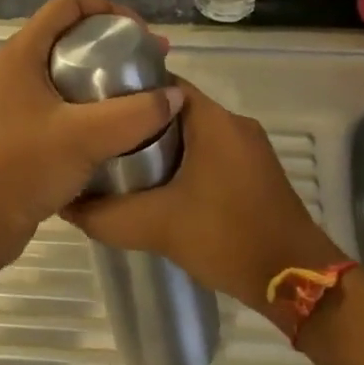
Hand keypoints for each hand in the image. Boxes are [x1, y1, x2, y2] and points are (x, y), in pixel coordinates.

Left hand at [0, 0, 183, 270]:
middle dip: (113, 42)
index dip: (108, 8)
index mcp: (23, 53)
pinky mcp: (23, 126)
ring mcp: (18, 98)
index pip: (68, 5)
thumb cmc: (23, 167)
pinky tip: (118, 124)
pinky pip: (64, 99)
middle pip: (70, 34)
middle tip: (149, 61)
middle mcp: (17, 67)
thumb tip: (175, 95)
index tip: (140, 32)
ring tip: (141, 92)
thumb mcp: (85, 137)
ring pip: (68, 69)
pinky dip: (92, 101)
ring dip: (104, 74)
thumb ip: (136, 114)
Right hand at [63, 79, 343, 314]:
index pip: (162, 84)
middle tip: (100, 140)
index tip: (94, 107)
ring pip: (193, 132)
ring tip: (119, 164)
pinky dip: (183, 160)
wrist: (297, 280)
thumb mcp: (157, 227)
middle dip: (138, 122)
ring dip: (160, 144)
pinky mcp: (254, 171)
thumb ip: (106, 216)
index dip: (126, 91)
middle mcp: (233, 123)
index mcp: (213, 120)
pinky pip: (210, 151)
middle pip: (175, 108)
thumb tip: (66, 205)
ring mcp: (248, 147)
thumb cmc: (228, 237)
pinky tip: (159, 187)